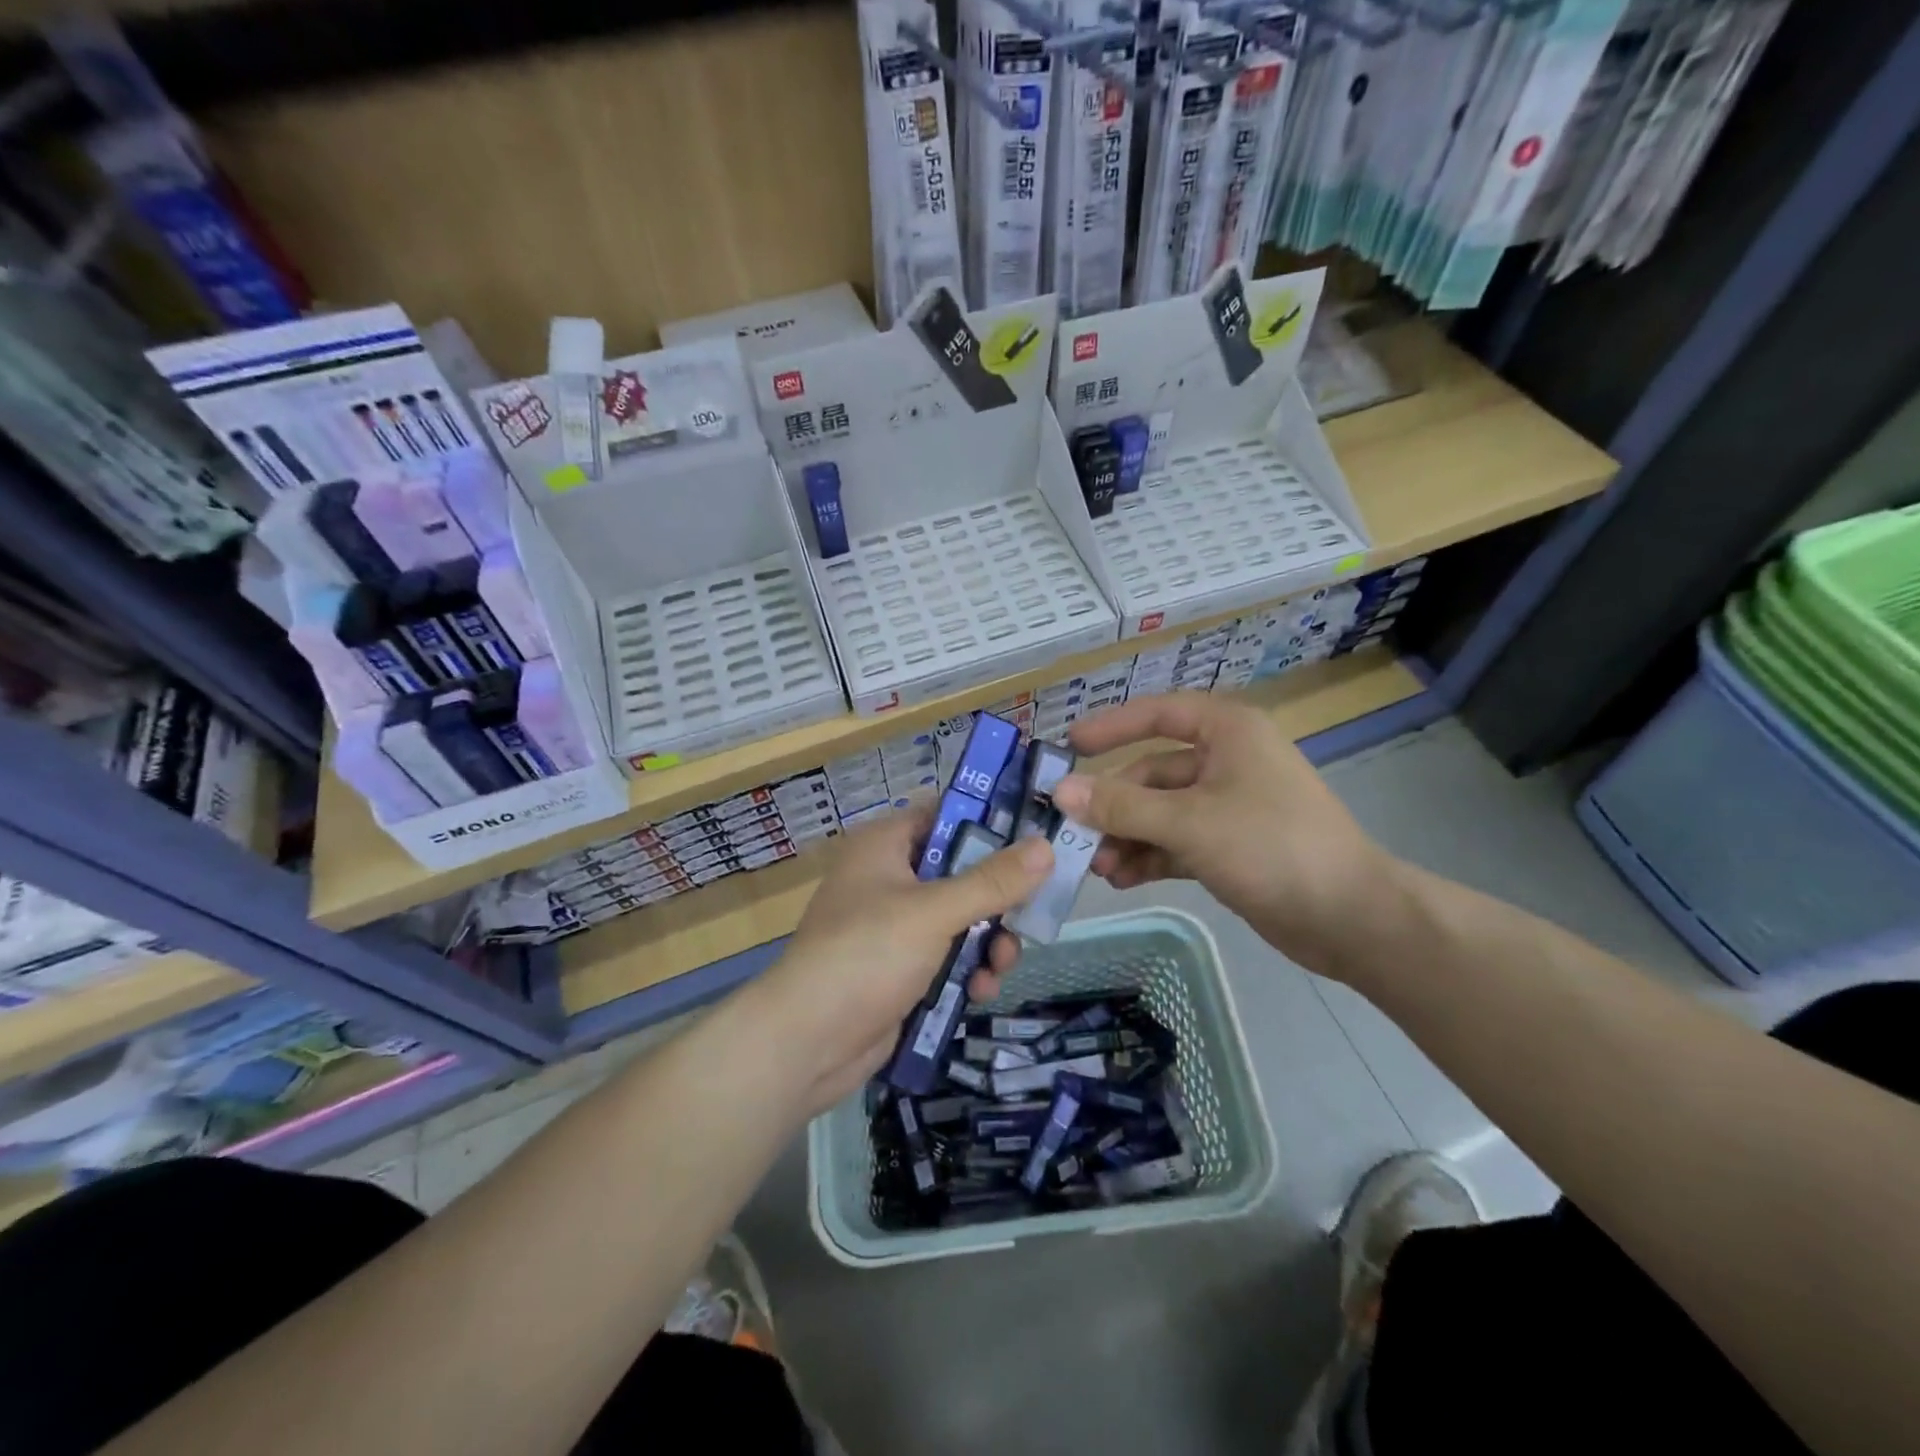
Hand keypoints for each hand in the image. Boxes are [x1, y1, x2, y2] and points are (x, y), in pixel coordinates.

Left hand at [742, 808, 1052, 1113]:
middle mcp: (889, 878)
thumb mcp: (933, 912)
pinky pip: (947, 957)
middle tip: (1030, 914)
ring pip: (960, 919)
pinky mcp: (900, 969)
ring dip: (987, 942)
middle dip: (996, 899)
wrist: (807, 1043)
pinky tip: (981, 991)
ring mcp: (894, 927)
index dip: (990, 823)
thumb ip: (991, 882)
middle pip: (960, 872)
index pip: (945, 815)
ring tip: (1002, 964)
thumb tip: (1045, 846)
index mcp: (885, 845)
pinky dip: (967, 970)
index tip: (1036, 836)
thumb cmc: (866, 954)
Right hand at [1052, 691, 1392, 975]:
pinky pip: (1175, 842)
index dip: (1111, 726)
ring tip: (1097, 868)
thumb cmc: (1272, 847)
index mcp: (1227, 732)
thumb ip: (1122, 806)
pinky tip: (1122, 880)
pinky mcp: (1230, 846)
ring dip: (1127, 836)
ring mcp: (1228, 806)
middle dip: (1115, 805)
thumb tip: (1060, 791)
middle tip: (1074, 834)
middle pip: (1152, 772)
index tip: (1069, 745)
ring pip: (1160, 812)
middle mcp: (1226, 761)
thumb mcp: (1189, 822)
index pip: (1158, 713)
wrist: (1351, 918)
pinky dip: (1149, 857)